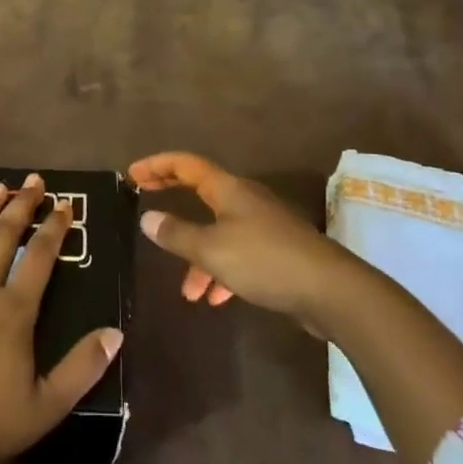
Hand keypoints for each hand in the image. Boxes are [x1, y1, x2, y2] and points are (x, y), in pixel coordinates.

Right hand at [129, 152, 360, 327]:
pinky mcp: (275, 250)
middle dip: (172, 200)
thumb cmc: (265, 261)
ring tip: (188, 291)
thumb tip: (147, 218)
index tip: (132, 174)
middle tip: (144, 205)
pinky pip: (237, 254)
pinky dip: (221, 272)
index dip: (157, 165)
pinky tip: (217, 299)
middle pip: (200, 192)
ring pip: (218, 231)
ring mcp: (262, 225)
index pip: (186, 164)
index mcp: (228, 189)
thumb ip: (177, 234)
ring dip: (198, 256)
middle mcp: (245, 200)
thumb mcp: (212, 250)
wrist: (330, 290)